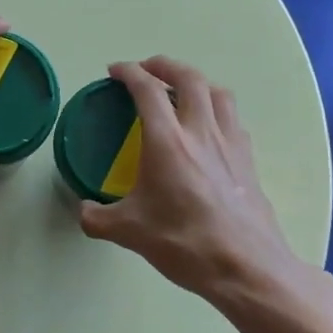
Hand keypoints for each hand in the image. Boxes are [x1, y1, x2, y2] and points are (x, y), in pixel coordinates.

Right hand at [79, 56, 308, 306]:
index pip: (147, 89)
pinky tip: (208, 129)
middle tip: (148, 69)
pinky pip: (232, 119)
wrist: (245, 267)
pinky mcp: (248, 161)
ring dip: (197, 82)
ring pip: (218, 93)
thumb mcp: (129, 232)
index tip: (115, 71)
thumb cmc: (184, 243)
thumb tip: (84, 212)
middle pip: (189, 78)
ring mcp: (230, 144)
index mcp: (167, 141)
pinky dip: (217, 110)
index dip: (129, 72)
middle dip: (165, 65)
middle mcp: (201, 132)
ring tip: (182, 91)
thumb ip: (98, 218)